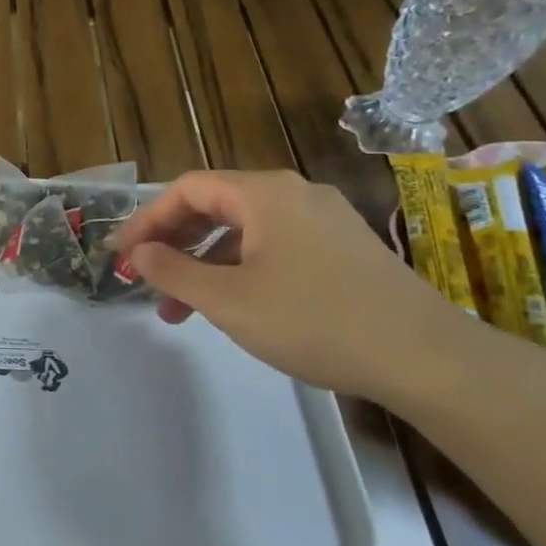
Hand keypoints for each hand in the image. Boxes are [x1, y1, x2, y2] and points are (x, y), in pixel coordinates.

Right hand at [114, 169, 464, 402]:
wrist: (424, 357)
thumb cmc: (315, 321)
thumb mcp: (228, 300)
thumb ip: (173, 271)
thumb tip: (137, 253)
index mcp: (265, 194)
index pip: (188, 189)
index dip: (147, 218)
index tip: (120, 253)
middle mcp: (294, 194)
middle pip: (215, 205)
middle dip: (172, 243)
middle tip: (143, 278)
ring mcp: (322, 220)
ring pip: (243, 231)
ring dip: (203, 263)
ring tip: (177, 310)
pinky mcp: (341, 249)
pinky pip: (272, 246)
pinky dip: (239, 269)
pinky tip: (229, 306)